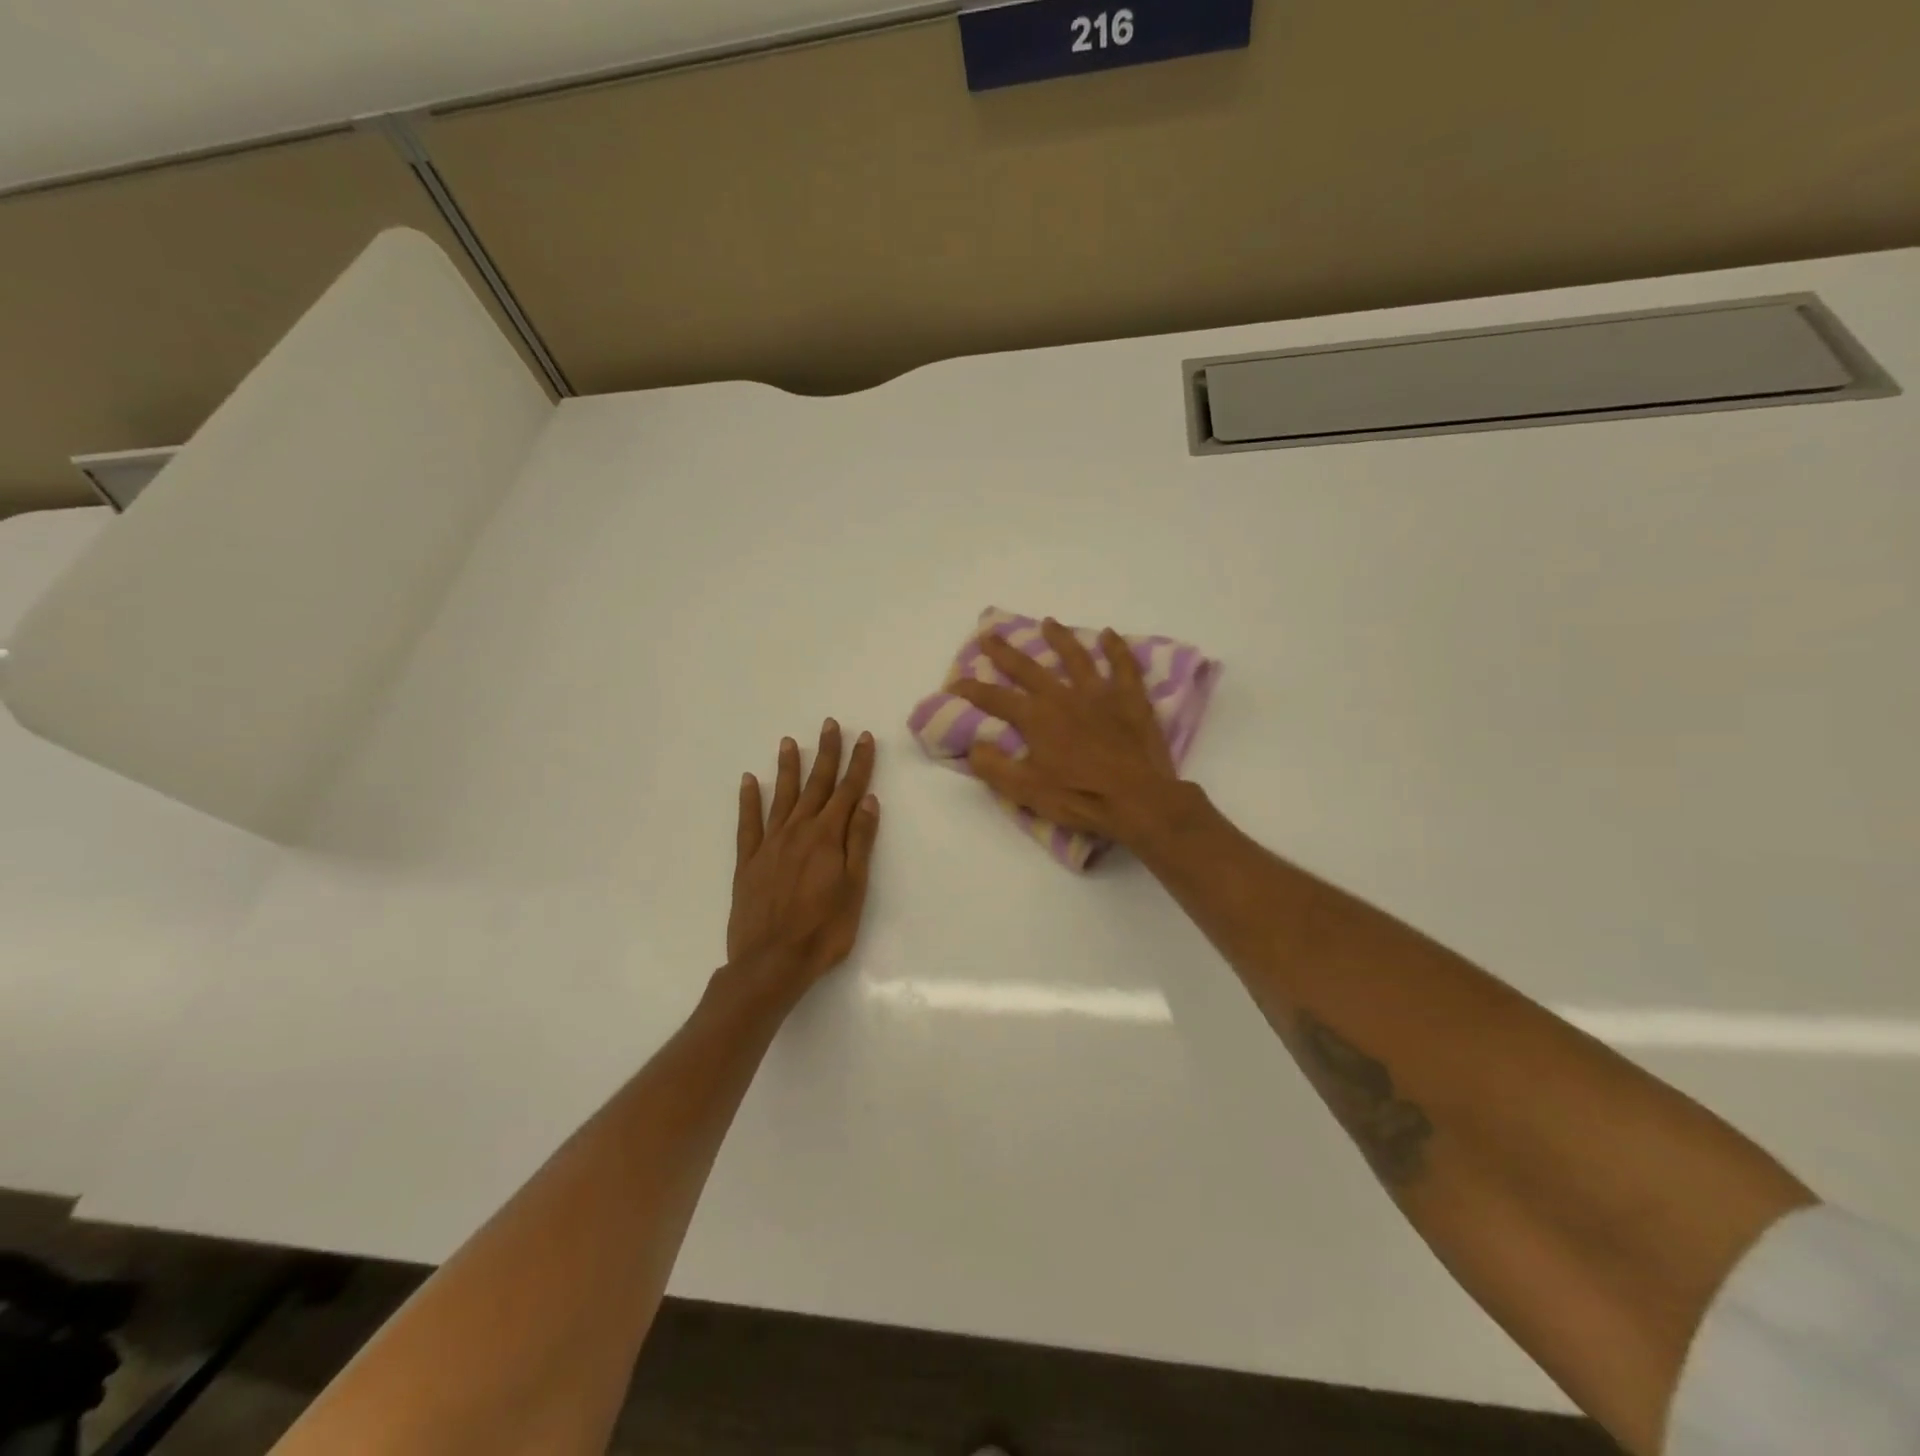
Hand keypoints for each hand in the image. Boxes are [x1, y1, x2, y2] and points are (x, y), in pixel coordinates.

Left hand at [727, 720, 880, 991]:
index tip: (863, 738)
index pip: (848, 791)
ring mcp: (770, 844)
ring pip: (782, 796)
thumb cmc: (823, 930)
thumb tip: (867, 801)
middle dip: (826, 754)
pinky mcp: (748, 861)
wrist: (771, 962)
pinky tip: (749, 781)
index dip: (858, 764)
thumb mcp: (854, 888)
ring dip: (789, 768)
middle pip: (816, 785)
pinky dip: (749, 800)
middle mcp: (798, 831)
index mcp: (827, 837)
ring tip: (790, 742)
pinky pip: (748, 823)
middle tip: (830, 725)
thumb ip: (859, 842)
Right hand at [949, 618, 1189, 848]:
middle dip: (1005, 652)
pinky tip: (1109, 634)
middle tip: (990, 634)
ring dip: (1060, 638)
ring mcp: (1099, 693)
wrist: (1137, 799)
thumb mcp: (1026, 790)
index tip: (954, 682)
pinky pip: (1123, 666)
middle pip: (1028, 668)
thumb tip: (973, 744)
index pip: (995, 698)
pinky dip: (1116, 648)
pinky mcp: (1130, 699)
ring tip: (1049, 622)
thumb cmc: (1079, 797)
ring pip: (1076, 657)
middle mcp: (1063, 696)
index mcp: (1036, 718)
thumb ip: (994, 766)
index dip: (971, 690)